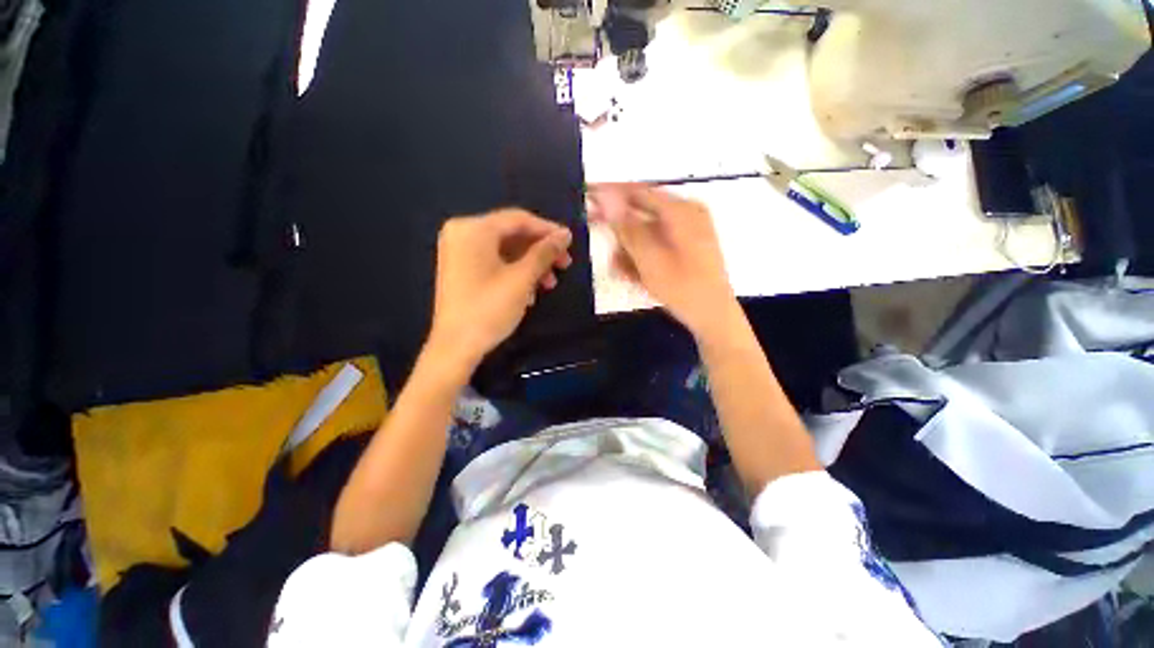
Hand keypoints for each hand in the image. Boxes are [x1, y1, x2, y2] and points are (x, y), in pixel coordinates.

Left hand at [427, 209, 572, 372]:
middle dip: (541, 251)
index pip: (518, 219)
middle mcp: (462, 233)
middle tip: (564, 265)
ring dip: (531, 265)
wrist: (455, 347)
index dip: (548, 230)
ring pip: (505, 250)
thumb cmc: (489, 309)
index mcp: (473, 229)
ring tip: (549, 284)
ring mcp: (459, 252)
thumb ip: (545, 252)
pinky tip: (530, 292)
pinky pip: (494, 262)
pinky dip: (515, 273)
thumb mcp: (522, 279)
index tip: (570, 243)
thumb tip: (565, 234)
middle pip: (512, 235)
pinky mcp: (461, 270)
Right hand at [587, 183, 737, 336]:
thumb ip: (626, 227)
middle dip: (619, 227)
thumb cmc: (681, 287)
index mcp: (681, 210)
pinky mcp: (687, 246)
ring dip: (629, 246)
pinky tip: (632, 271)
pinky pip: (658, 243)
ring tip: (617, 267)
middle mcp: (686, 214)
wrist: (713, 315)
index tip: (588, 195)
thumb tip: (606, 196)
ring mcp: (689, 231)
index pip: (638, 191)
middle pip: (643, 211)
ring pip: (648, 230)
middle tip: (595, 230)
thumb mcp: (649, 258)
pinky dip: (643, 254)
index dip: (611, 192)